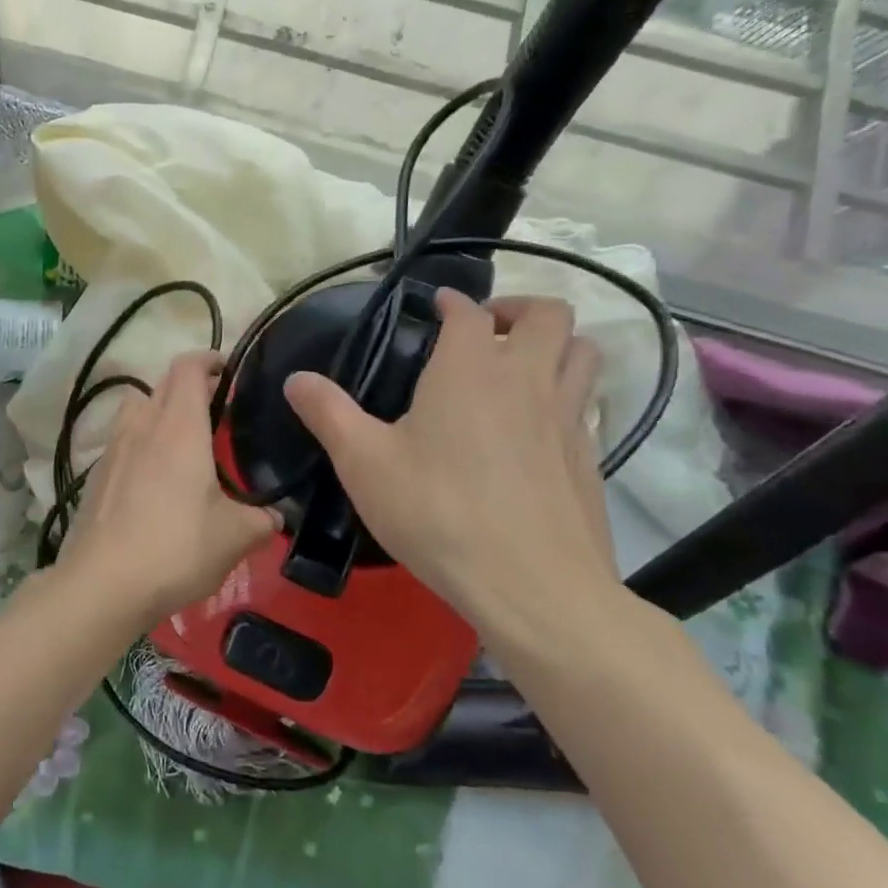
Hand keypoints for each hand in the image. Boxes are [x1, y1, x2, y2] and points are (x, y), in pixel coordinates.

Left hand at [55, 352, 279, 620]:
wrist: (102, 583)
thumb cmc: (176, 547)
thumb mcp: (235, 536)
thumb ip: (262, 519)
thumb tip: (278, 516)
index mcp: (178, 426)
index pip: (188, 367)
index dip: (209, 359)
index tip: (229, 370)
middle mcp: (141, 425)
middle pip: (161, 383)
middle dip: (189, 386)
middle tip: (217, 410)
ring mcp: (112, 449)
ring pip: (136, 409)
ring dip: (159, 411)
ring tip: (182, 441)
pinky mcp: (95, 476)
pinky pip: (121, 441)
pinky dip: (139, 444)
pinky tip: (153, 481)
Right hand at [283, 291, 626, 651]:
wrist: (532, 586)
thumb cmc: (437, 513)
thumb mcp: (364, 463)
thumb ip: (328, 413)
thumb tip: (296, 379)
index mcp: (470, 369)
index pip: (470, 311)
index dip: (452, 301)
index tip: (435, 306)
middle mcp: (527, 379)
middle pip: (549, 315)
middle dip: (518, 308)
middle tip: (486, 329)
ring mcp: (568, 418)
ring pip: (583, 352)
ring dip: (554, 344)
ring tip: (519, 366)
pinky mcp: (590, 458)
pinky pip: (587, 403)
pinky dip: (566, 394)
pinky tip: (535, 428)